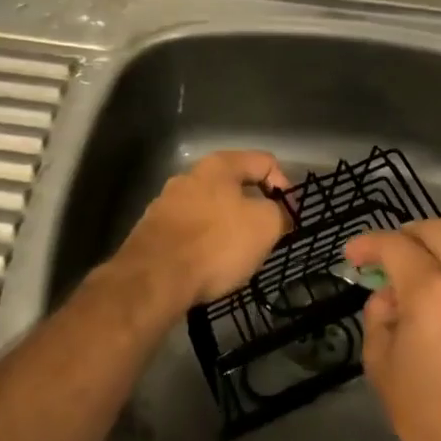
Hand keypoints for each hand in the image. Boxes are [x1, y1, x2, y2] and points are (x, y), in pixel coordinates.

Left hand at [108, 150, 292, 310]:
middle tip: (266, 237)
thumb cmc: (216, 244)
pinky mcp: (152, 229)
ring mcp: (167, 201)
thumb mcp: (265, 226)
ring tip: (237, 256)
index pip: (265, 162)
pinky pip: (190, 230)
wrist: (154, 278)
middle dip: (254, 209)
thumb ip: (280, 212)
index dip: (284, 186)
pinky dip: (204, 243)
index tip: (288, 217)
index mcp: (219, 165)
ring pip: (211, 209)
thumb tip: (280, 212)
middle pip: (235, 185)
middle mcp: (190, 175)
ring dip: (228, 227)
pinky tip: (208, 266)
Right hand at [348, 220, 440, 440]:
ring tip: (425, 259)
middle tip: (386, 257)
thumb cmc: (433, 425)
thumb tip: (389, 297)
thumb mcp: (383, 369)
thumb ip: (379, 319)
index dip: (369, 244)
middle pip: (437, 229)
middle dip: (405, 235)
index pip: (395, 245)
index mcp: (432, 291)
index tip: (353, 255)